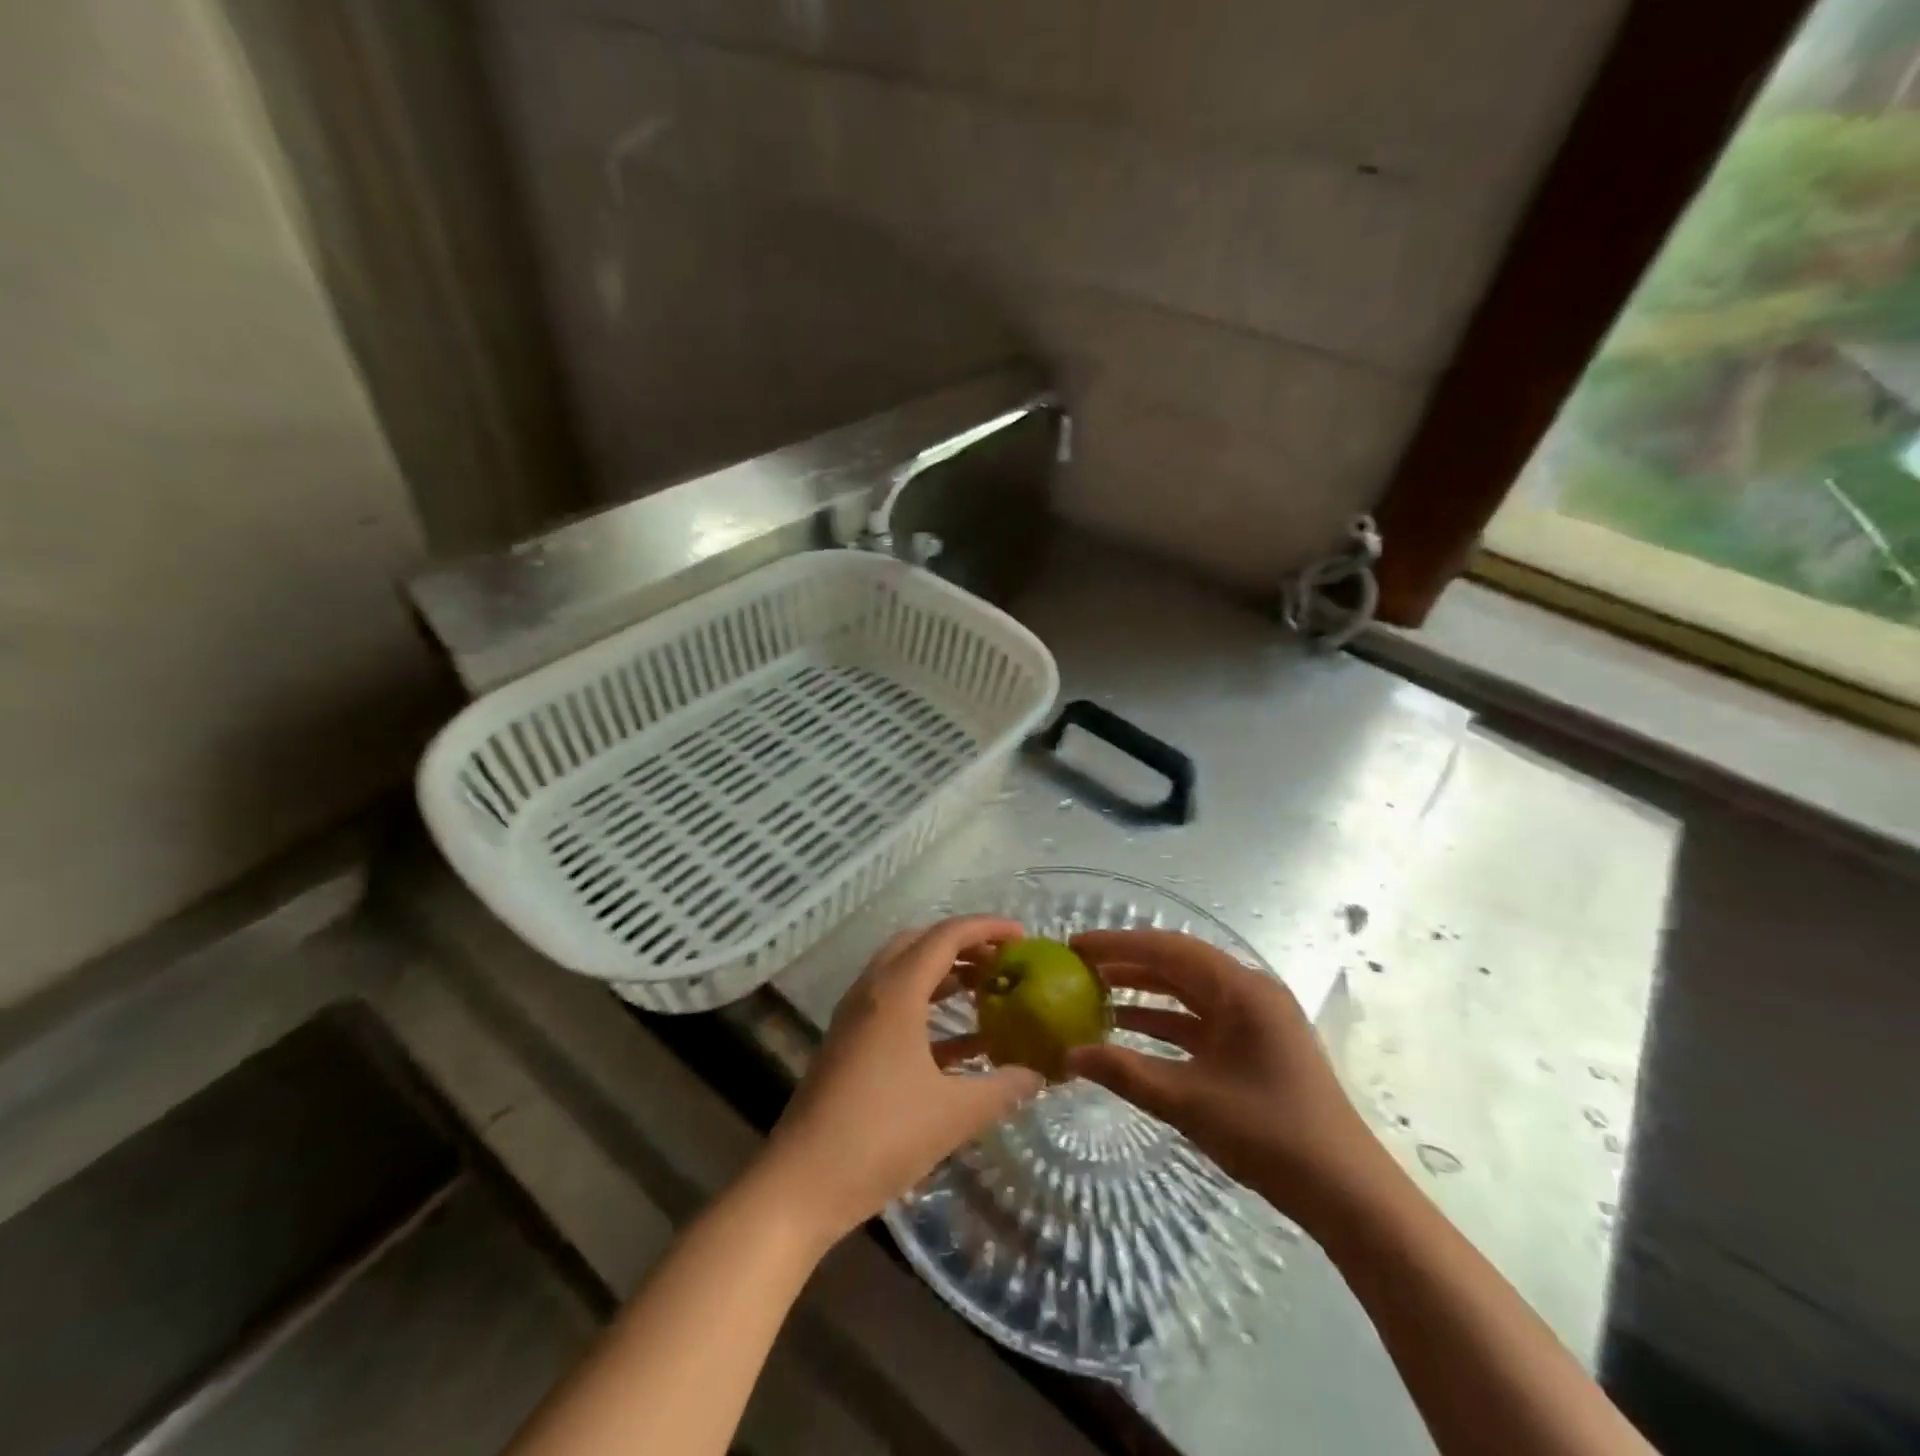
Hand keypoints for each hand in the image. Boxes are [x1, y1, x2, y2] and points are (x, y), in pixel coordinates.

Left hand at [756, 917, 1042, 1245]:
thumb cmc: (881, 1137)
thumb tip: (1038, 1075)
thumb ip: (1001, 1089)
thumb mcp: (953, 1114)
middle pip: (920, 944)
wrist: (801, 1183)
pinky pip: (893, 1005)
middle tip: (1001, 961)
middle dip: (963, 945)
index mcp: (896, 993)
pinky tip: (960, 1041)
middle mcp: (872, 991)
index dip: (986, 928)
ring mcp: (855, 1017)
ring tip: (986, 990)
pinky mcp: (849, 1043)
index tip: (1022, 935)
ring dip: (944, 974)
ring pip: (904, 972)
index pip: (945, 936)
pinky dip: (927, 1006)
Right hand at [1065, 930, 1386, 1230]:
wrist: (1347, 1193)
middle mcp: (1249, 992)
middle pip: (1177, 964)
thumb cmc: (1269, 1133)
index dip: (1118, 944)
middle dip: (1127, 963)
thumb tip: (1068, 1055)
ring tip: (1095, 994)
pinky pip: (1200, 1020)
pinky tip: (1130, 1032)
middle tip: (1079, 967)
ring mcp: (1255, 1020)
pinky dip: (1164, 1021)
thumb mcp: (1188, 1101)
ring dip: (1144, 992)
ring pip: (1188, 992)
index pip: (1167, 949)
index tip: (1075, 945)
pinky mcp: (1255, 1046)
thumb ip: (1125, 1072)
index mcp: (1240, 989)